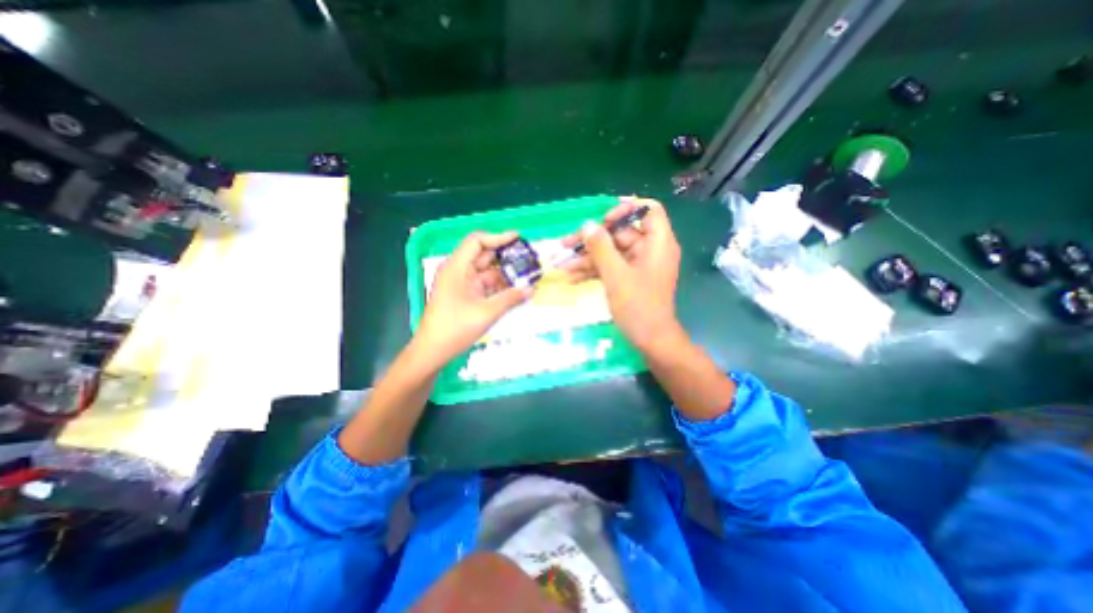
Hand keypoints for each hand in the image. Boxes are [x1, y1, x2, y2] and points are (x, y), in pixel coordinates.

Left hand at [415, 231, 534, 367]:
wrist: (433, 351)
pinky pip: (484, 284)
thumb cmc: (455, 328)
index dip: (498, 237)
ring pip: (486, 271)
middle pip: (483, 255)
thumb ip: (510, 298)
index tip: (519, 238)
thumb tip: (531, 288)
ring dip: (505, 273)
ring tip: (527, 274)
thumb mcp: (486, 312)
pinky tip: (515, 290)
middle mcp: (458, 271)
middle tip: (528, 259)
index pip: (477, 241)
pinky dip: (499, 286)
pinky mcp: (465, 295)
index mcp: (457, 268)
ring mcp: (461, 284)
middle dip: (506, 256)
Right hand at [563, 196, 681, 350]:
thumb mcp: (616, 275)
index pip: (648, 211)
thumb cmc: (638, 306)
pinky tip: (571, 278)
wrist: (650, 341)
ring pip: (611, 252)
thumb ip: (601, 247)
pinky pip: (610, 268)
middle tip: (566, 244)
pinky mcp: (629, 279)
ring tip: (561, 265)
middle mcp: (649, 250)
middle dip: (592, 240)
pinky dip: (593, 271)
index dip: (626, 209)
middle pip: (620, 233)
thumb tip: (587, 225)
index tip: (603, 219)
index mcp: (657, 243)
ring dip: (586, 258)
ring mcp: (638, 265)